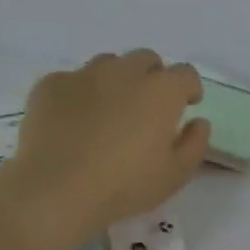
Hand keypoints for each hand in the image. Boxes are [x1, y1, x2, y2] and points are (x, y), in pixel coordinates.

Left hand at [0, 50, 208, 248]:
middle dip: (153, 77)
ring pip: (109, 64)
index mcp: (161, 91)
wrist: (57, 189)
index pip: (185, 73)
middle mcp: (125, 72)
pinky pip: (73, 79)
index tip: (187, 105)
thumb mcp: (176, 175)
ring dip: (117, 81)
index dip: (189, 88)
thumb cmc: (126, 185)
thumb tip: (198, 122)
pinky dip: (81, 94)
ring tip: (111, 112)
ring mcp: (84, 75)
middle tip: (148, 108)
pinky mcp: (50, 85)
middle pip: (146, 59)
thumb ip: (195, 144)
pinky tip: (75, 122)